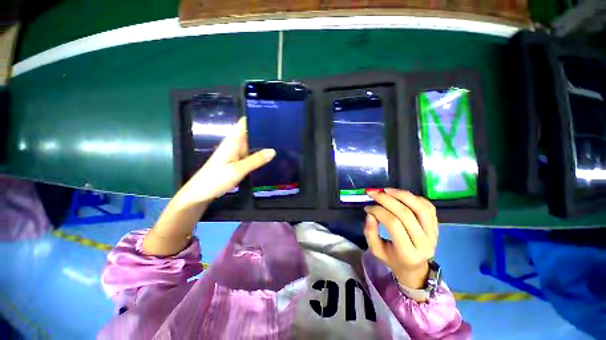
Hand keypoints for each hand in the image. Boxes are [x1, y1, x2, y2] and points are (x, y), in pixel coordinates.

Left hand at [179, 117, 274, 204]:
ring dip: (263, 143)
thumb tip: (273, 150)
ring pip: (251, 144)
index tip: (272, 117)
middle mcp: (234, 145)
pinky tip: (270, 157)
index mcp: (232, 141)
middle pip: (250, 133)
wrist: (199, 194)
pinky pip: (250, 154)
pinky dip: (259, 154)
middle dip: (263, 132)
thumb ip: (255, 160)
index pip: (244, 123)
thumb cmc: (215, 179)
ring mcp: (236, 154)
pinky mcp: (237, 162)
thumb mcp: (237, 170)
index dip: (256, 118)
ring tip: (280, 142)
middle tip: (282, 132)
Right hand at [363, 188, 437, 289]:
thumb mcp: (376, 250)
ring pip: (420, 208)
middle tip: (373, 193)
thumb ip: (370, 232)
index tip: (367, 207)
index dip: (378, 211)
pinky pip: (428, 207)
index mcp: (407, 252)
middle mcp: (424, 243)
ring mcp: (433, 234)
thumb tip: (370, 213)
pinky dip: (414, 197)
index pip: (393, 224)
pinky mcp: (437, 227)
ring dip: (402, 195)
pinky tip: (401, 195)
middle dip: (386, 199)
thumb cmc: (392, 259)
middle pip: (406, 213)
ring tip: (387, 190)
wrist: (415, 267)